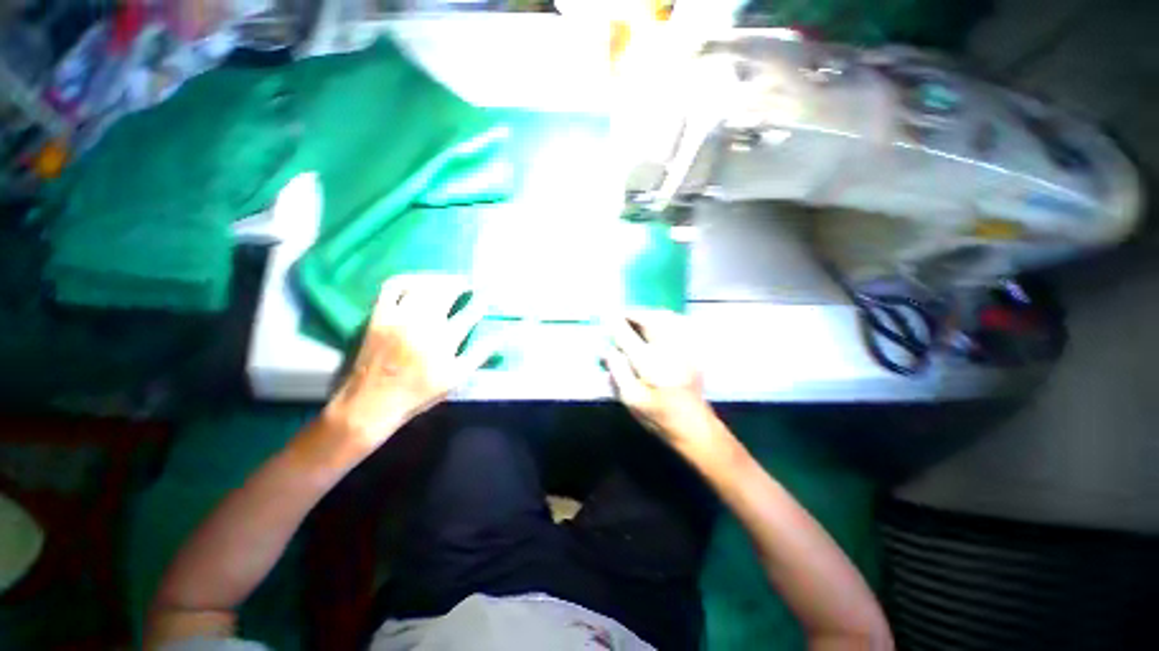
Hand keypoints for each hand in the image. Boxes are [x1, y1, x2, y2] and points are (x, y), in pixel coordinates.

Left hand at [325, 275, 495, 449]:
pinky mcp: (379, 316)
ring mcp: (397, 317)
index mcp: (443, 341)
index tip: (492, 290)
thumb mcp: (457, 378)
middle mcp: (421, 324)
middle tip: (472, 281)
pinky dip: (408, 279)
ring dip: (440, 279)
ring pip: (422, 286)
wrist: (372, 403)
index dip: (485, 299)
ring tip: (451, 280)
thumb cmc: (419, 393)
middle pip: (446, 292)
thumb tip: (504, 334)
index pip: (471, 312)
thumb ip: (481, 353)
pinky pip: (392, 288)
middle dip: (463, 283)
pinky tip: (420, 282)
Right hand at [603, 309, 717, 449]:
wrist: (694, 426)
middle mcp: (668, 351)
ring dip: (650, 314)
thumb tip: (607, 350)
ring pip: (667, 319)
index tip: (606, 315)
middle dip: (634, 314)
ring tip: (637, 318)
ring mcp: (684, 349)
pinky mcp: (693, 351)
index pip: (627, 336)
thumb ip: (618, 372)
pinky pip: (680, 325)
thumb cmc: (658, 416)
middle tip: (622, 316)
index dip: (615, 324)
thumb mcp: (631, 400)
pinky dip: (666, 319)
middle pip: (650, 320)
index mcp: (650, 364)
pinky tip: (658, 324)